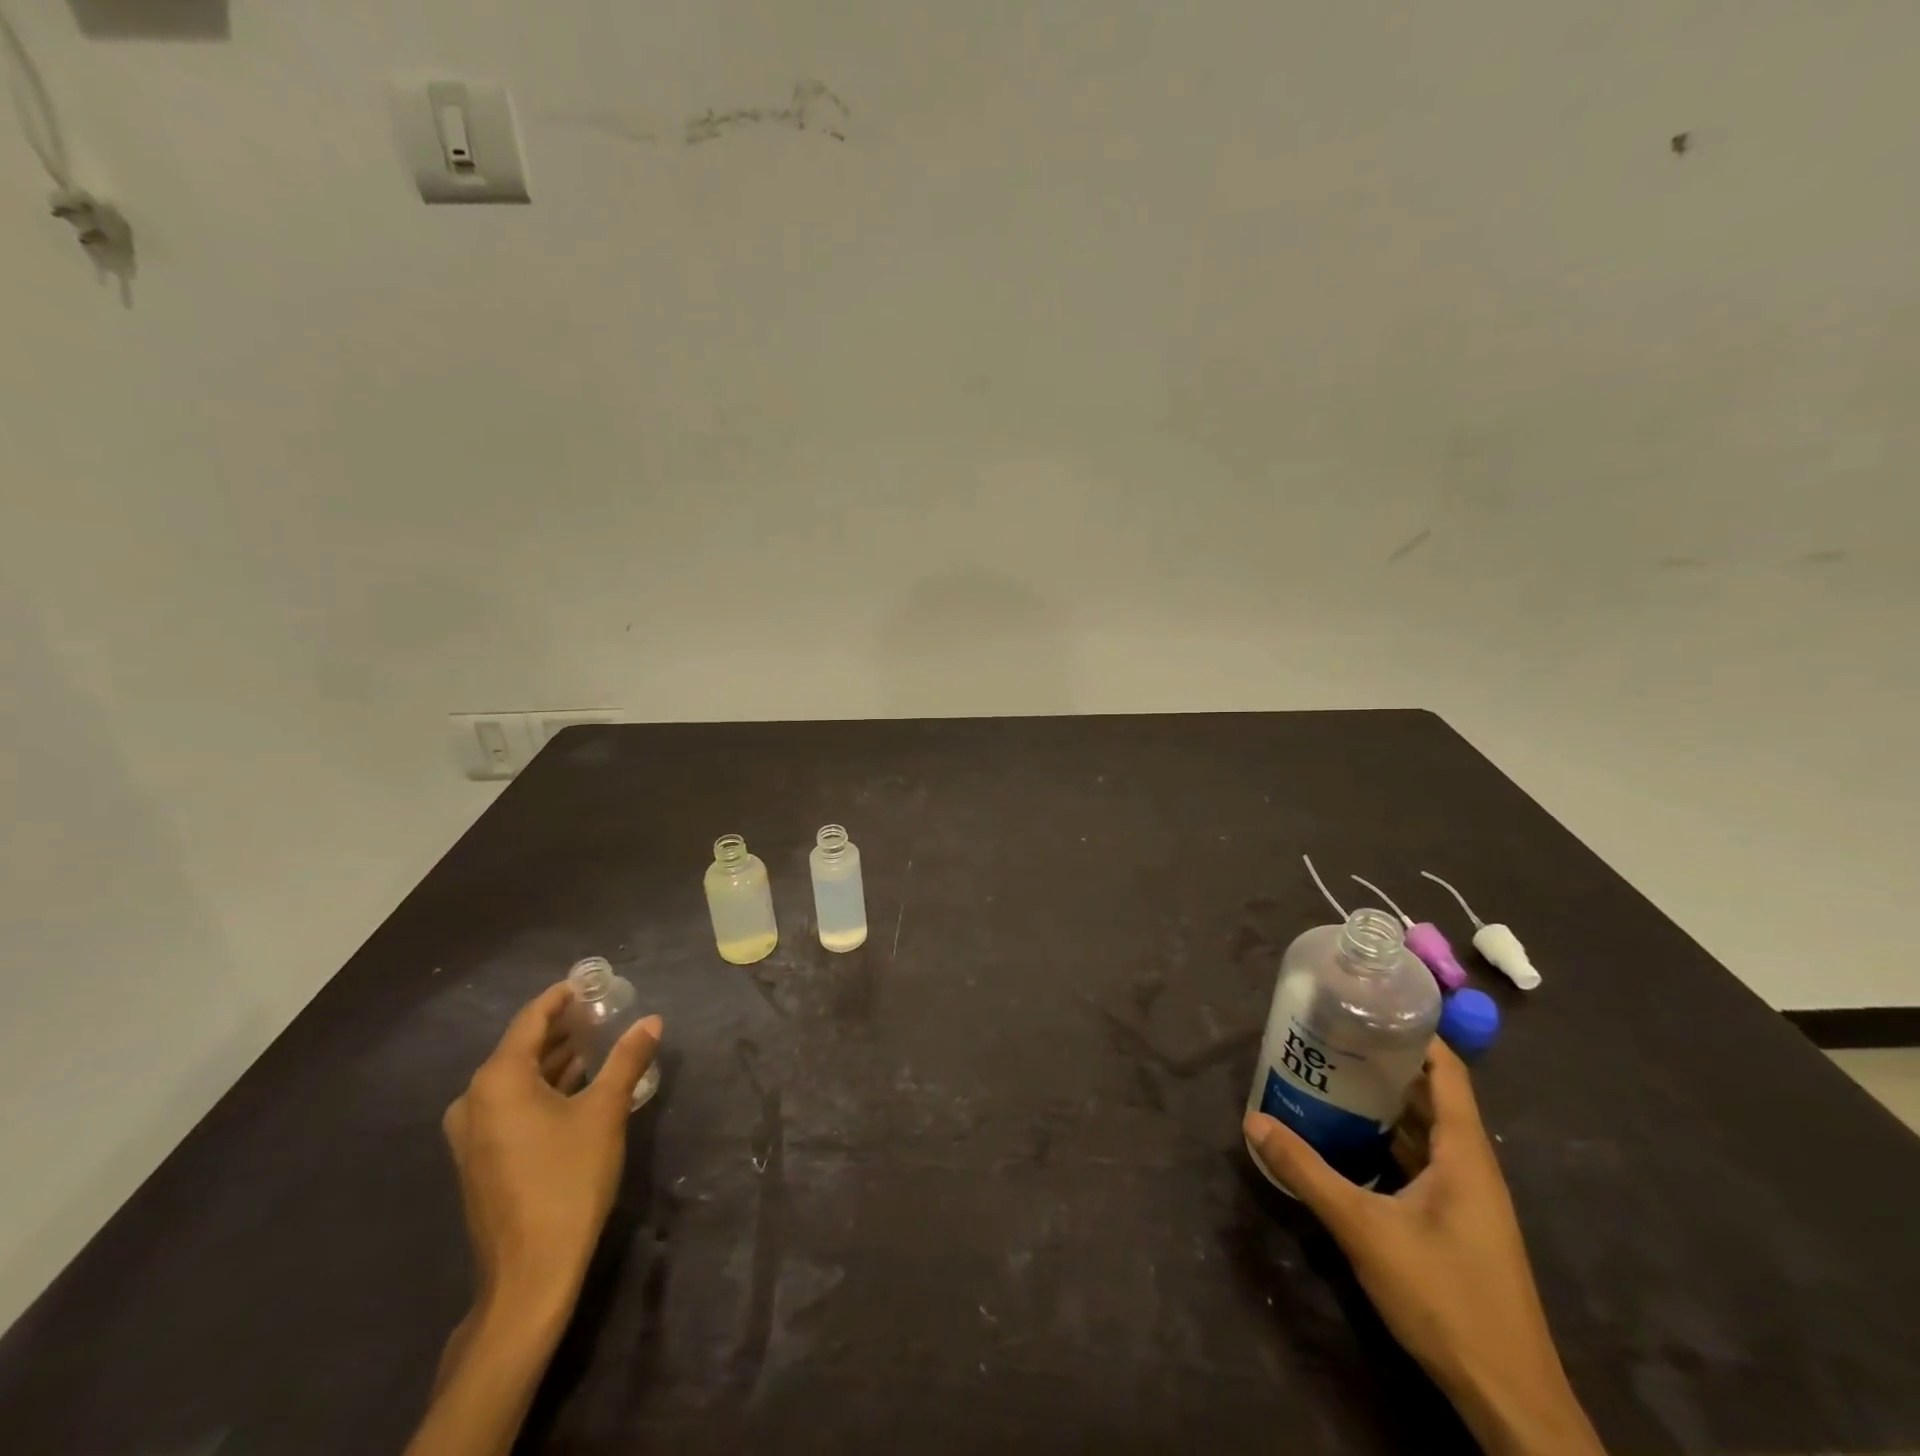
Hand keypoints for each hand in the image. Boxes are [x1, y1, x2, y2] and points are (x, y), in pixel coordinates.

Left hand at [442, 982, 662, 1316]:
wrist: (529, 1273)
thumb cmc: (568, 1180)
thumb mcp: (606, 1112)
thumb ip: (627, 1059)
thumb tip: (651, 1020)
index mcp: (498, 1080)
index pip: (531, 1020)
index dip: (561, 997)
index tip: (590, 982)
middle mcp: (474, 1100)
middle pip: (521, 1047)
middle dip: (562, 1028)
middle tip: (602, 1011)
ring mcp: (472, 1134)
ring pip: (516, 1078)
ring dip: (554, 1059)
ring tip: (596, 1042)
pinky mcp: (480, 1159)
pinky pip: (511, 1104)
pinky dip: (542, 1087)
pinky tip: (576, 1086)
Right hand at [1243, 1040, 1602, 1455]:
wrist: (1508, 1398)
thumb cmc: (1445, 1298)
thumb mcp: (1365, 1230)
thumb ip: (1307, 1172)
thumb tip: (1254, 1120)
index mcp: (1464, 1153)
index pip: (1447, 1071)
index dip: (1413, 1033)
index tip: (1366, 1008)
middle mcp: (1471, 1166)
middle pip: (1430, 1096)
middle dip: (1383, 1064)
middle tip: (1328, 1038)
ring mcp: (1468, 1199)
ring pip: (1423, 1131)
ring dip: (1382, 1105)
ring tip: (1328, 1078)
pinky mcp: (1457, 1224)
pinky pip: (1420, 1163)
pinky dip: (1386, 1142)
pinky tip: (1346, 1141)